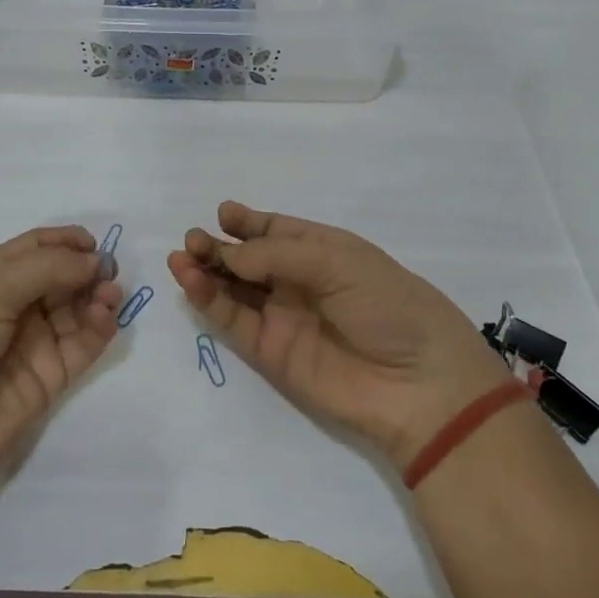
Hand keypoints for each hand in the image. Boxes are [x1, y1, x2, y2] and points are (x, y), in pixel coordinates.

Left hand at [0, 226, 122, 488]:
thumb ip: (48, 267)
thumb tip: (96, 260)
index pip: (37, 249)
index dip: (66, 242)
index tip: (94, 244)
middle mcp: (14, 306)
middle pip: (62, 277)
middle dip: (88, 270)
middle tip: (110, 273)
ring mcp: (34, 343)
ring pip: (77, 310)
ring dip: (99, 298)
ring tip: (110, 297)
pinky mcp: (51, 377)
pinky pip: (83, 345)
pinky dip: (100, 329)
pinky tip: (105, 319)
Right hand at [167, 202, 512, 471]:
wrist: (418, 383)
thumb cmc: (387, 304)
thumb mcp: (336, 261)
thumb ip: (276, 255)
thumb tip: (227, 254)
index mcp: (324, 251)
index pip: (277, 231)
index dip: (249, 222)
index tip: (224, 213)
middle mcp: (300, 282)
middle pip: (249, 259)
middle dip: (220, 246)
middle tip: (193, 239)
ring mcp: (283, 318)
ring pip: (235, 289)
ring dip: (207, 272)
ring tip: (181, 257)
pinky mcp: (270, 353)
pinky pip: (233, 321)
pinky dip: (210, 302)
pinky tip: (191, 282)